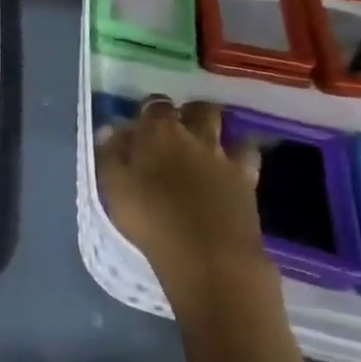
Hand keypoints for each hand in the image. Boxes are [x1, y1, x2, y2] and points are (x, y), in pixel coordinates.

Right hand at [94, 99, 276, 317]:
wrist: (209, 257)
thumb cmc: (151, 220)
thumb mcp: (113, 187)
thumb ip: (110, 154)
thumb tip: (111, 129)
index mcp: (159, 132)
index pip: (155, 105)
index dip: (149, 111)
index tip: (140, 125)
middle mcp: (196, 136)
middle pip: (199, 108)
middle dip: (189, 113)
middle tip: (177, 131)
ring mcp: (227, 158)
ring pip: (228, 127)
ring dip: (218, 130)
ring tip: (206, 145)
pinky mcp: (249, 182)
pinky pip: (248, 155)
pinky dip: (240, 154)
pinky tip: (231, 166)